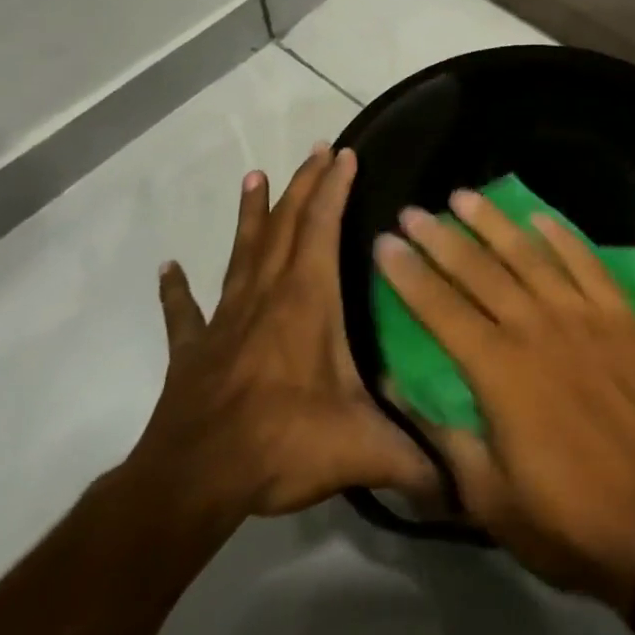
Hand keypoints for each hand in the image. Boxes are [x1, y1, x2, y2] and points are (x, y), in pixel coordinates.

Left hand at [126, 145, 432, 535]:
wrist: (194, 480)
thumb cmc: (283, 443)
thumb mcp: (363, 448)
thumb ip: (417, 461)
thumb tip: (467, 486)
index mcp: (308, 301)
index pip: (324, 227)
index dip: (335, 188)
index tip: (345, 154)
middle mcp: (267, 295)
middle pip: (287, 225)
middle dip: (304, 184)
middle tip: (316, 149)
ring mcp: (226, 320)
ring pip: (241, 253)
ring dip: (250, 215)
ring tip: (253, 177)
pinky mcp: (194, 351)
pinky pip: (184, 312)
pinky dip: (176, 291)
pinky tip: (167, 269)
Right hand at [373, 192, 634, 612]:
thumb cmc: (568, 518)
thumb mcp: (488, 497)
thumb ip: (442, 434)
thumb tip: (396, 384)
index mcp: (498, 370)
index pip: (440, 308)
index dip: (409, 274)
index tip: (384, 242)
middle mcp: (537, 328)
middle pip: (479, 271)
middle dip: (441, 238)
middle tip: (413, 210)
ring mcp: (585, 316)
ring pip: (530, 255)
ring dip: (494, 223)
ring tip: (465, 196)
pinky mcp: (623, 317)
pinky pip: (588, 263)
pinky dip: (563, 237)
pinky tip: (540, 218)